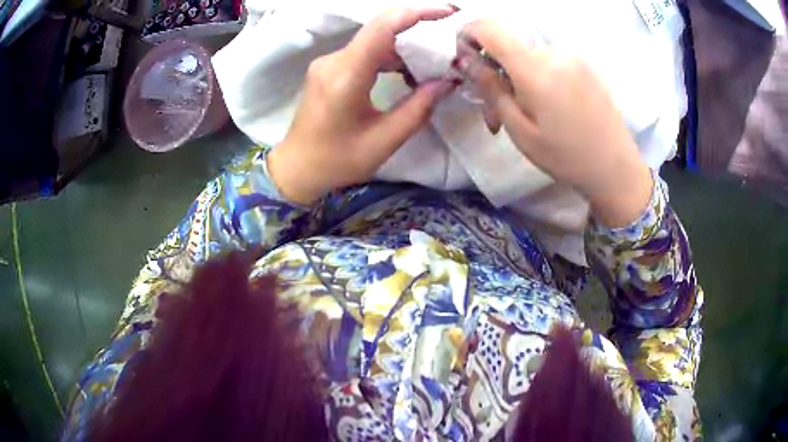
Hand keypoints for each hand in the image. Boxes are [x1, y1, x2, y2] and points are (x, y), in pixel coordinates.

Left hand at [267, 7, 457, 204]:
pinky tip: (404, 72)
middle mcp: (334, 61)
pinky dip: (387, 57)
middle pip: (379, 30)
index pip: (382, 27)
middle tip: (447, 43)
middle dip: (416, 31)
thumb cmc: (337, 160)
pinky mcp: (328, 69)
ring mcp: (328, 63)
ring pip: (372, 41)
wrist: (297, 168)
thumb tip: (447, 82)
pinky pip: (363, 52)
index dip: (416, 13)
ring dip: (403, 47)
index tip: (446, 13)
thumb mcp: (384, 141)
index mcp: (346, 76)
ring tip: (429, 65)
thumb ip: (418, 108)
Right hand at [458, 21, 653, 226]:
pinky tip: (549, 106)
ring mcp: (573, 57)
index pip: (489, 28)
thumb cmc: (565, 157)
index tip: (464, 56)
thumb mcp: (519, 131)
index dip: (468, 34)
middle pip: (510, 48)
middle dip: (497, 72)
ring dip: (520, 78)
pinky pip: (551, 61)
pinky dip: (540, 77)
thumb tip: (466, 60)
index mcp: (535, 69)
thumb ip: (491, 90)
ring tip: (528, 113)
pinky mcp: (585, 65)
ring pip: (530, 56)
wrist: (615, 167)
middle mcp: (554, 52)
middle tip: (499, 112)